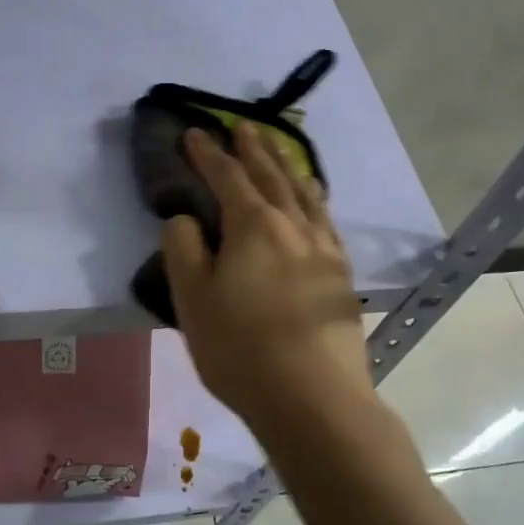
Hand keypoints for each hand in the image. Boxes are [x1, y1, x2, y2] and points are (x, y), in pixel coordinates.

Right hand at [162, 123, 376, 437]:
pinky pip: (325, 220)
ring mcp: (323, 249)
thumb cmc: (241, 349)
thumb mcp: (193, 300)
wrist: (314, 398)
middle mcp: (292, 226)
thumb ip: (183, 249)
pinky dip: (315, 199)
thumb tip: (186, 218)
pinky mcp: (340, 275)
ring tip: (280, 152)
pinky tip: (315, 202)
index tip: (195, 132)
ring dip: (287, 167)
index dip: (208, 153)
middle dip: (253, 149)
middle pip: (271, 176)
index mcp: (253, 226)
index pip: (227, 177)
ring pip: (304, 194)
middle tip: (242, 126)